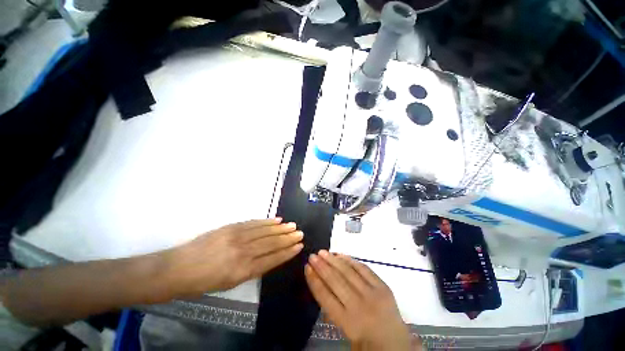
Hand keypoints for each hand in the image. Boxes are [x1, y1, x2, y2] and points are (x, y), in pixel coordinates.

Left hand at [166, 218, 302, 296]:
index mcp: (243, 271)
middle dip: (288, 238)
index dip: (287, 252)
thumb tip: (269, 257)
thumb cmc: (203, 282)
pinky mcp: (231, 227)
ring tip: (292, 225)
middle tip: (300, 233)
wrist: (178, 268)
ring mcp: (237, 237)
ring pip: (265, 231)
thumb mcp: (230, 283)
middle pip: (271, 243)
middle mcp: (244, 252)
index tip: (299, 246)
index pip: (272, 259)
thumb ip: (251, 269)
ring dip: (280, 228)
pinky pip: (253, 223)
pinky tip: (276, 220)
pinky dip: (266, 221)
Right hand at [305, 250, 417, 350]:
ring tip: (323, 252)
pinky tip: (342, 255)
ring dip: (333, 260)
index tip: (306, 268)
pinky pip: (364, 269)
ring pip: (348, 272)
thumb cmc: (367, 343)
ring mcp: (372, 294)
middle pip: (335, 281)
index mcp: (348, 323)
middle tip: (312, 255)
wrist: (397, 346)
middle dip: (321, 267)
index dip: (314, 281)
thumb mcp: (346, 333)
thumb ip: (334, 310)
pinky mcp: (383, 287)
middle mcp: (359, 306)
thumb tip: (323, 285)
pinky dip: (351, 261)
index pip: (325, 297)